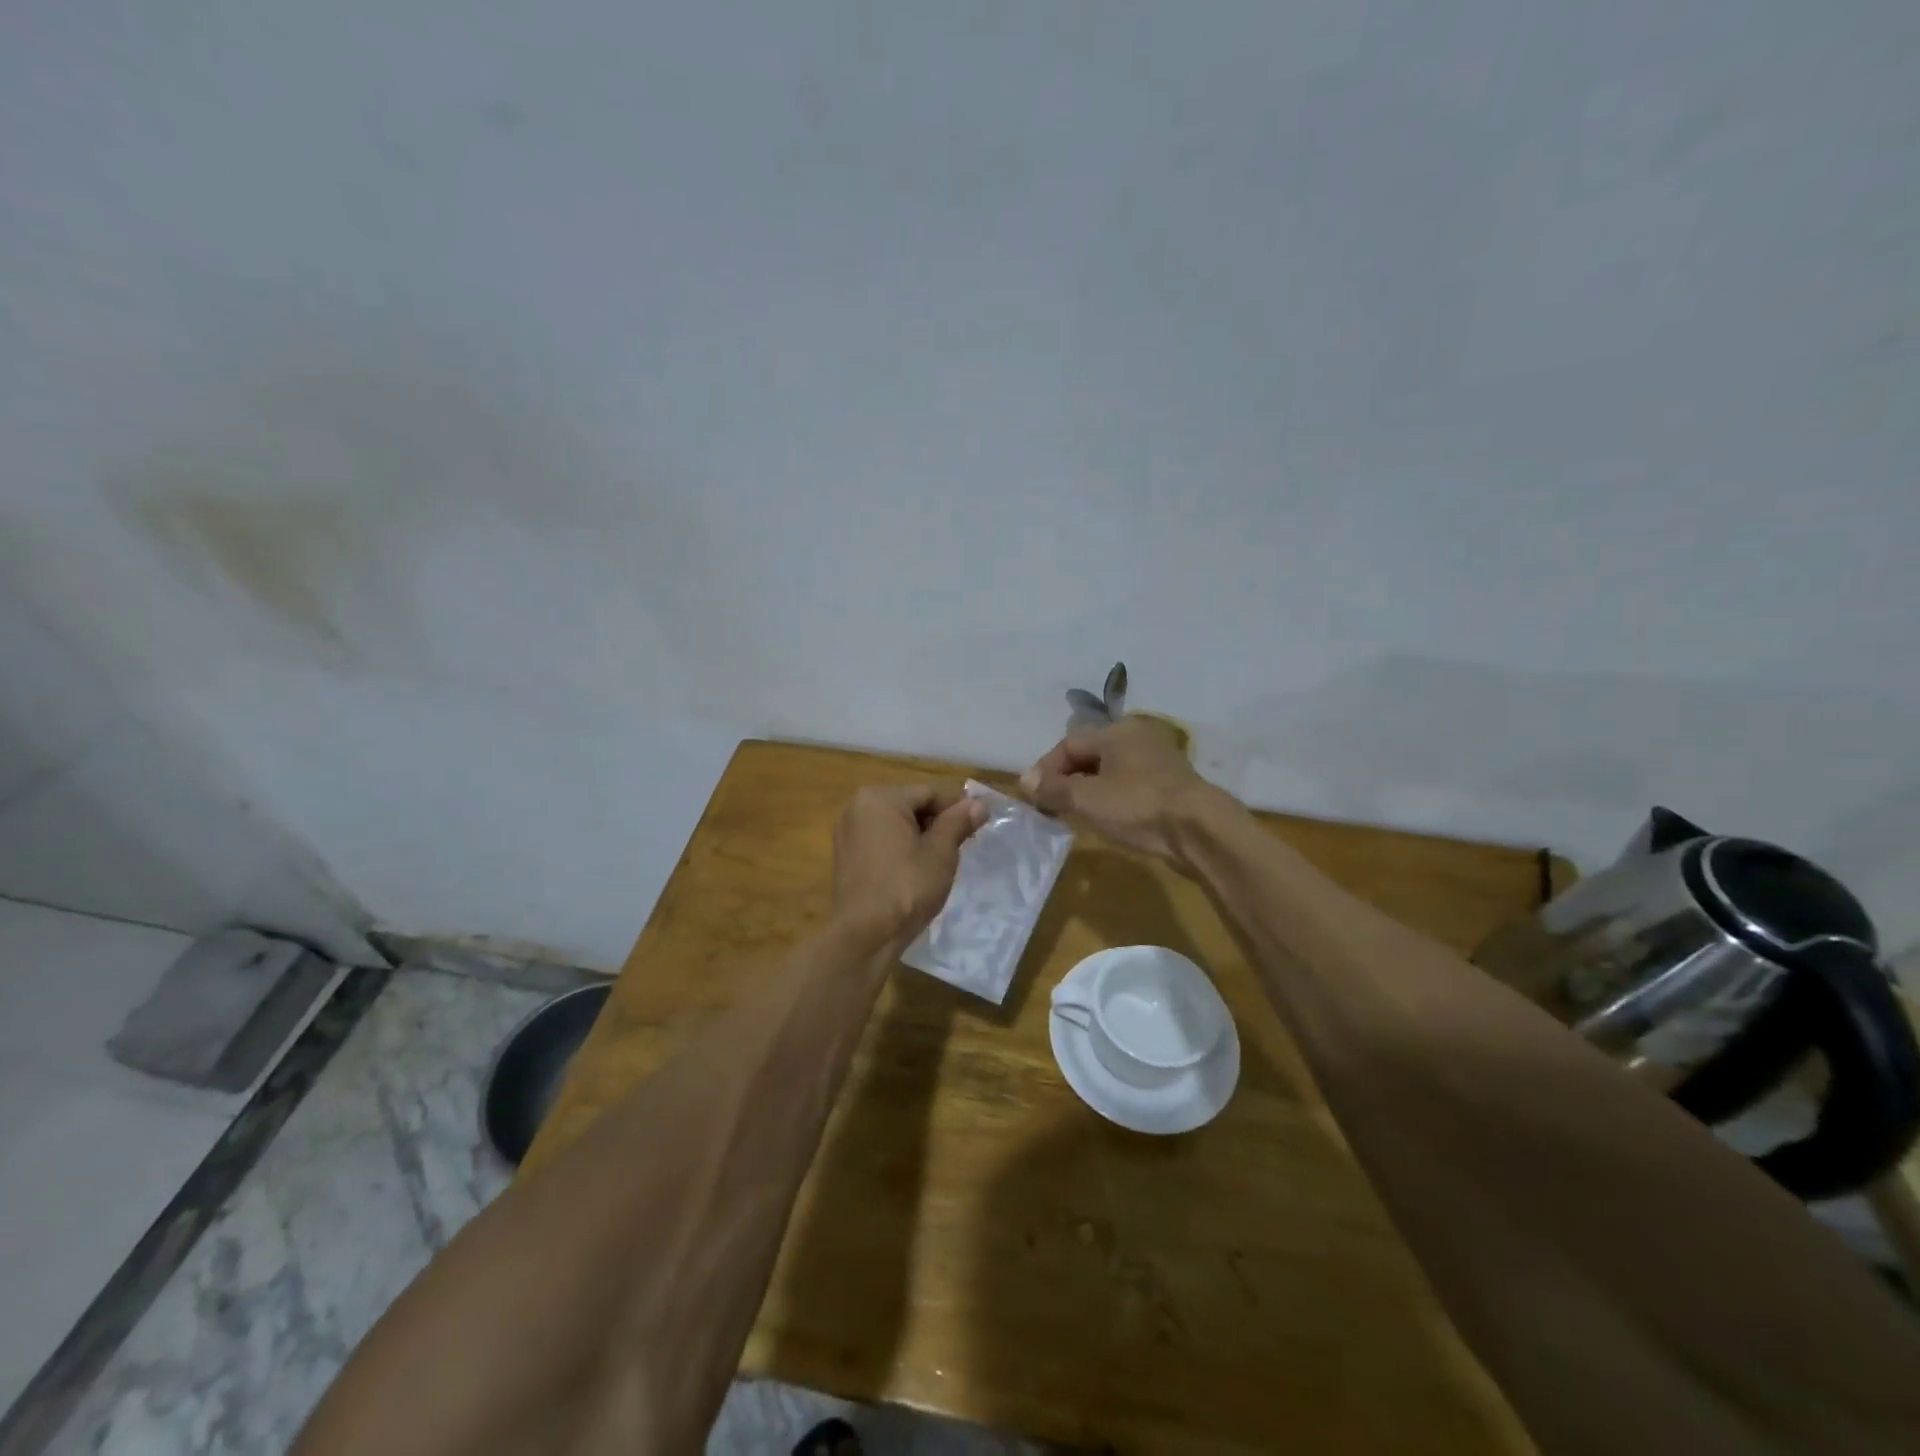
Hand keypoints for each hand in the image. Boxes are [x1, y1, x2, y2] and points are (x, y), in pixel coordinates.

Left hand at [832, 783, 985, 947]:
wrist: (865, 934)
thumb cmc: (907, 886)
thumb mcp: (940, 853)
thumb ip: (958, 823)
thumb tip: (979, 804)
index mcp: (880, 798)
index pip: (929, 793)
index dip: (956, 809)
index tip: (976, 830)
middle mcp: (857, 806)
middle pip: (910, 805)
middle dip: (936, 823)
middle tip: (959, 848)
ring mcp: (847, 830)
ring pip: (894, 823)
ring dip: (919, 836)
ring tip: (938, 862)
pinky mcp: (844, 854)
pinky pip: (880, 839)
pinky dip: (899, 847)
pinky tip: (914, 870)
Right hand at [1021, 717, 1225, 864]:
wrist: (1200, 830)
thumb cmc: (1137, 806)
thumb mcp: (1086, 799)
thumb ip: (1053, 788)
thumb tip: (1024, 780)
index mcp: (1116, 731)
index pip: (1068, 744)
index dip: (1045, 769)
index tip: (1033, 796)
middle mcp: (1137, 737)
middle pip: (1089, 755)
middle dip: (1066, 779)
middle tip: (1051, 806)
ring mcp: (1157, 760)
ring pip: (1110, 771)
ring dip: (1087, 790)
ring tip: (1074, 814)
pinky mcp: (1170, 785)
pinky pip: (1129, 785)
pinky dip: (1111, 798)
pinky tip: (1106, 818)